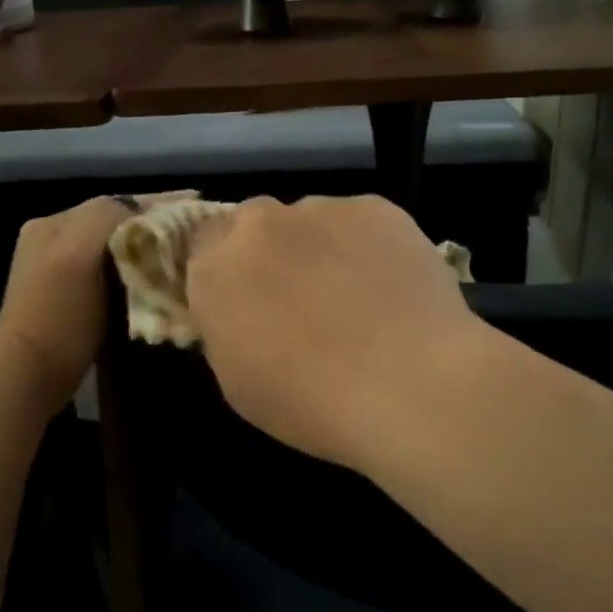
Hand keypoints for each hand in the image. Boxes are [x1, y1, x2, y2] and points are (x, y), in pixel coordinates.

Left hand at [0, 194, 188, 410]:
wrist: (31, 376)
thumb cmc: (59, 316)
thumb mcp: (78, 255)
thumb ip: (106, 220)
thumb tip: (144, 214)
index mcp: (54, 223)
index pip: (115, 203)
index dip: (157, 202)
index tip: (196, 204)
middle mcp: (55, 237)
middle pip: (116, 221)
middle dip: (155, 222)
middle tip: (195, 227)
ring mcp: (61, 267)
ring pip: (116, 243)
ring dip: (148, 243)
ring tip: (184, 247)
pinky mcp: (72, 295)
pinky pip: (112, 268)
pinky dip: (137, 265)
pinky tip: (159, 272)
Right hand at [184, 195, 482, 469]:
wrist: (410, 385)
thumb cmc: (313, 404)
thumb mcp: (239, 384)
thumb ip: (227, 329)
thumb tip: (241, 310)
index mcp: (216, 270)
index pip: (202, 247)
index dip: (226, 272)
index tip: (247, 299)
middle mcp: (261, 225)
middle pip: (252, 224)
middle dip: (268, 252)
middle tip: (300, 295)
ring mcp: (322, 210)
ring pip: (309, 220)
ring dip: (318, 246)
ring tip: (357, 293)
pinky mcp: (376, 207)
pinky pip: (358, 221)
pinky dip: (366, 244)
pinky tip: (390, 285)